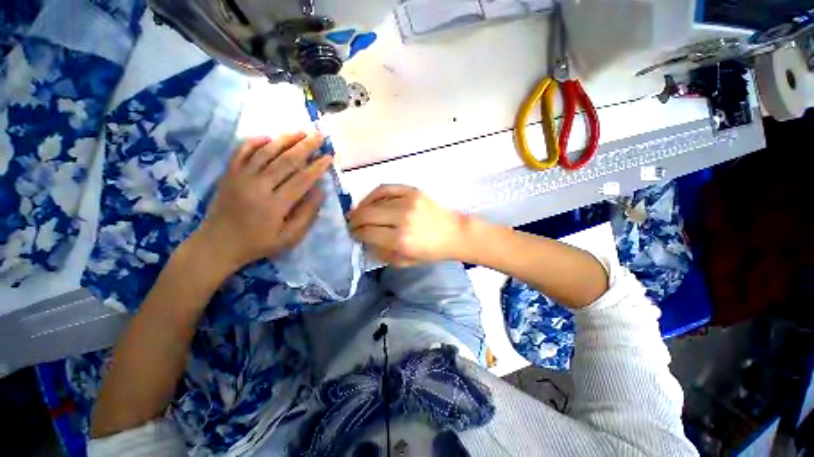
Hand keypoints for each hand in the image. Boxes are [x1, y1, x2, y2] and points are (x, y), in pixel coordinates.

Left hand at [192, 133, 332, 274]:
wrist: (217, 245)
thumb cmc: (258, 244)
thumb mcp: (289, 238)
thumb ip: (306, 215)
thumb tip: (320, 192)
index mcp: (275, 205)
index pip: (301, 180)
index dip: (317, 167)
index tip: (329, 157)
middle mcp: (258, 186)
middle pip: (285, 161)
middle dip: (305, 147)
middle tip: (319, 135)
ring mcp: (240, 178)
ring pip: (265, 152)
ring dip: (284, 140)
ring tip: (300, 131)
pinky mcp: (228, 175)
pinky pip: (240, 152)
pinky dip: (254, 142)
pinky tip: (267, 137)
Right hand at [348, 185, 467, 266]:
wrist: (455, 233)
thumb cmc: (431, 251)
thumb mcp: (405, 261)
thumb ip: (381, 253)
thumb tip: (364, 241)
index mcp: (401, 241)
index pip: (367, 233)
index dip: (356, 234)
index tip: (353, 235)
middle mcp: (402, 219)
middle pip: (366, 215)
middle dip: (354, 221)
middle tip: (352, 225)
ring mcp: (407, 202)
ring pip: (373, 201)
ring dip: (361, 208)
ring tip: (358, 213)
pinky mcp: (412, 191)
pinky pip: (385, 188)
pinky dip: (373, 195)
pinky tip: (369, 201)